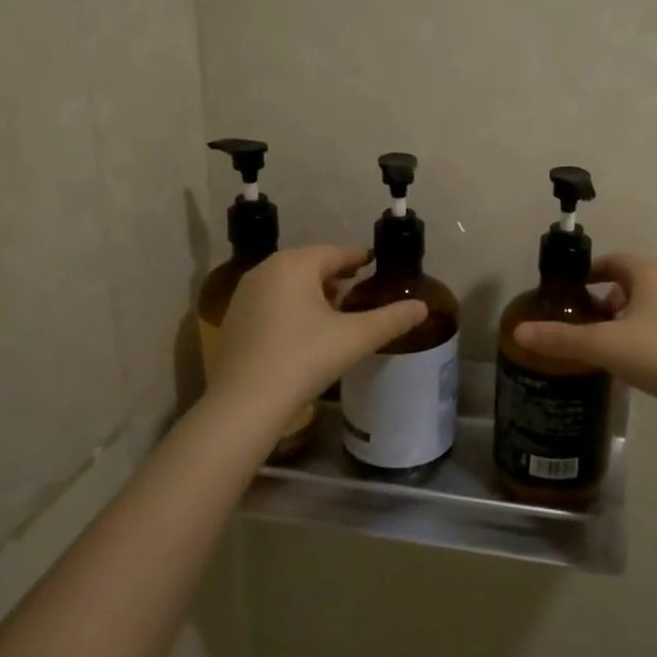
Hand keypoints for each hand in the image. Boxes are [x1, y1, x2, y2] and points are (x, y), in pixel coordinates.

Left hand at [206, 245, 426, 424]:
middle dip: (337, 276)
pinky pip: (272, 301)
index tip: (376, 266)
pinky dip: (292, 307)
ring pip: (289, 283)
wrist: (244, 403)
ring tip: (337, 312)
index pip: (337, 253)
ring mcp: (245, 294)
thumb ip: (391, 319)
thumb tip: (423, 307)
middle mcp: (266, 270)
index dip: (360, 259)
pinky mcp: (234, 319)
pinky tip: (306, 332)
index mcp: (295, 264)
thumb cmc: (303, 359)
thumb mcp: (354, 338)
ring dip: (314, 292)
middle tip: (361, 291)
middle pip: (311, 265)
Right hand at [512, 254, 656, 409]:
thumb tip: (519, 332)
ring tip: (610, 342)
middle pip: (631, 280)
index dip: (588, 274)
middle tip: (587, 321)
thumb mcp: (603, 346)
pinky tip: (642, 358)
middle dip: (606, 297)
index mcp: (648, 273)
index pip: (612, 261)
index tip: (571, 295)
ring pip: (651, 301)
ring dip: (628, 314)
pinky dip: (649, 329)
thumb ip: (560, 339)